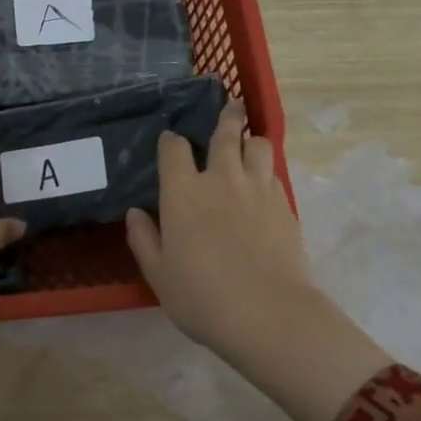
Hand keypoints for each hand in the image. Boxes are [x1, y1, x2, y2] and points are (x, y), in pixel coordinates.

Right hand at [125, 98, 316, 355]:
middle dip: (226, 117)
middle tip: (230, 106)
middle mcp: (220, 179)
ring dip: (251, 140)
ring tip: (249, 143)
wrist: (267, 314)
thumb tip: (136, 213)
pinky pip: (274, 174)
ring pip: (258, 145)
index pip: (173, 149)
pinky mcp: (284, 204)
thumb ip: (144, 239)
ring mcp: (257, 189)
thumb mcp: (159, 274)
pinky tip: (263, 184)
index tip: (170, 142)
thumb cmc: (202, 298)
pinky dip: (266, 171)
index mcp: (183, 193)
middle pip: (225, 133)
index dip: (170, 142)